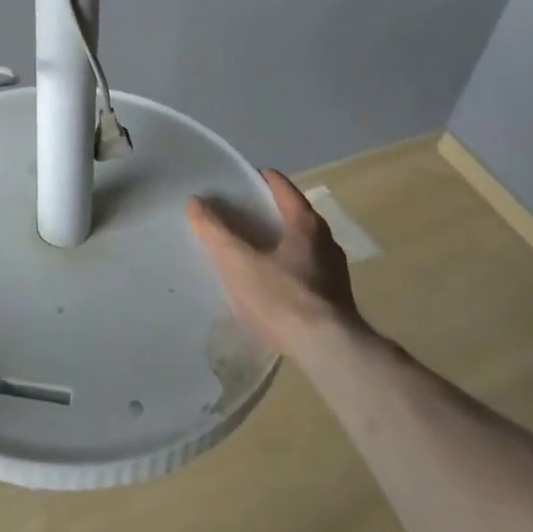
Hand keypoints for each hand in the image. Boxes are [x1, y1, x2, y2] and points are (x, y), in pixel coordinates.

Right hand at [186, 168, 365, 355]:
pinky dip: (288, 269)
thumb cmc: (282, 297)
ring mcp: (335, 272)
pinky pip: (307, 272)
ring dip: (279, 243)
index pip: (282, 187)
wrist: (330, 352)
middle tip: (238, 217)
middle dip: (267, 214)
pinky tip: (272, 287)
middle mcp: (326, 241)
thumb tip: (195, 202)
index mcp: (306, 223)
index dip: (259, 179)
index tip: (239, 181)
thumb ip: (215, 230)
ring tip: (252, 253)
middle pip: (293, 215)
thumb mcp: (238, 262)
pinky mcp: (337, 301)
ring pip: (302, 245)